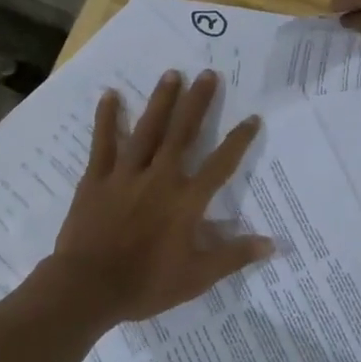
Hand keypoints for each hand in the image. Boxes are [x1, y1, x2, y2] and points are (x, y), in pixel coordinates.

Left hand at [44, 70, 271, 326]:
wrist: (88, 287)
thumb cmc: (145, 284)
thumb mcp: (196, 277)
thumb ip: (233, 256)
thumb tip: (272, 243)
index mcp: (186, 202)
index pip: (220, 165)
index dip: (238, 141)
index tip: (252, 117)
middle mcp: (159, 179)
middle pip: (182, 134)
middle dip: (197, 103)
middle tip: (207, 73)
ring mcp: (126, 175)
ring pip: (147, 130)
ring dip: (160, 101)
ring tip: (171, 74)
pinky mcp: (97, 179)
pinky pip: (103, 143)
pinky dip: (106, 119)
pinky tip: (110, 95)